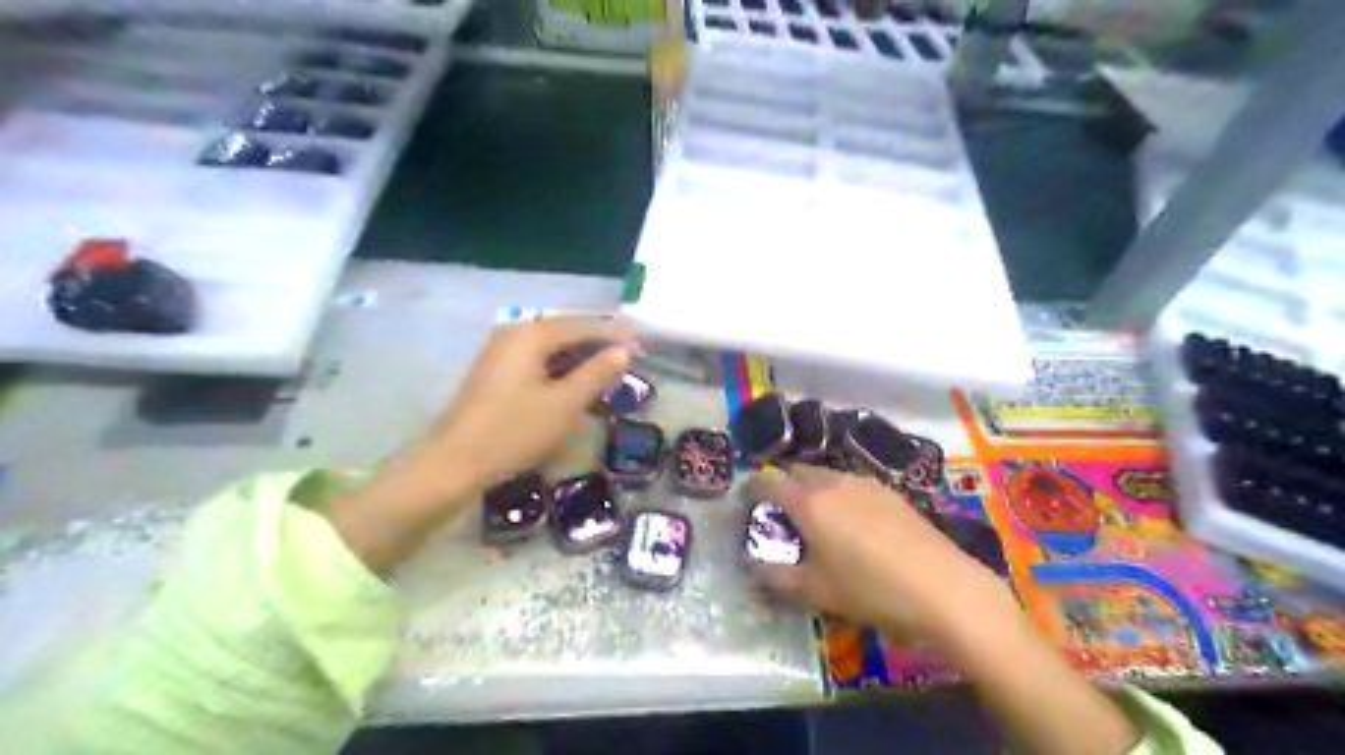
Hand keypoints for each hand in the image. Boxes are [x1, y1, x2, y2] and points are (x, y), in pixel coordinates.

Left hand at [330, 318, 635, 572]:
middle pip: (565, 331)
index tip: (642, 345)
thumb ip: (596, 373)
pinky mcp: (494, 371)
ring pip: (550, 346)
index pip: (582, 326)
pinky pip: (536, 359)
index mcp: (531, 335)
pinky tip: (574, 381)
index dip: (614, 335)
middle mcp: (514, 333)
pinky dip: (560, 367)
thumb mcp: (564, 404)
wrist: (454, 462)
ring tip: (608, 369)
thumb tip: (623, 351)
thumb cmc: (514, 431)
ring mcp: (500, 351)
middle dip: (597, 343)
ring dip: (579, 356)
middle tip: (628, 357)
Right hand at [752, 465, 1139, 754]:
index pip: (768, 481)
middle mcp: (834, 482)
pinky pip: (851, 484)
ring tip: (815, 518)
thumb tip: (753, 570)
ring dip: (812, 489)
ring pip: (826, 476)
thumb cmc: (870, 589)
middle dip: (783, 485)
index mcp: (809, 501)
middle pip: (797, 472)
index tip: (744, 500)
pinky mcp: (891, 492)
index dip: (751, 487)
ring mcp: (866, 483)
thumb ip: (776, 579)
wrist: (944, 588)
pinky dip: (839, 494)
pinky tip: (851, 522)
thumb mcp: (816, 592)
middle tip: (780, 513)